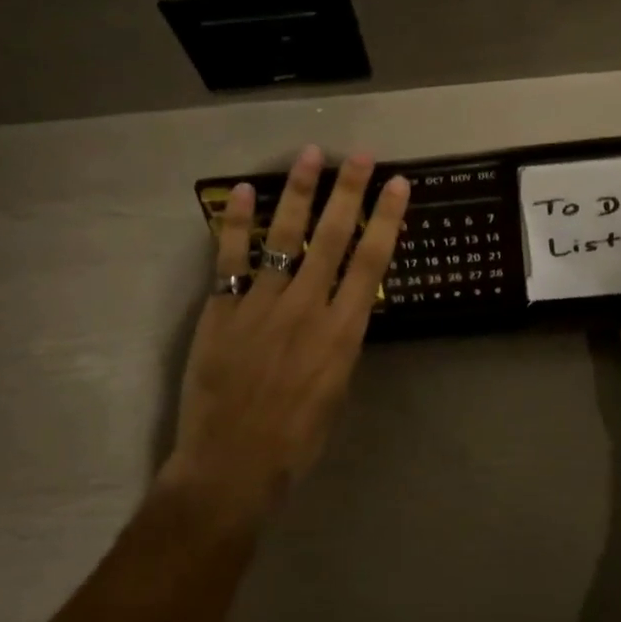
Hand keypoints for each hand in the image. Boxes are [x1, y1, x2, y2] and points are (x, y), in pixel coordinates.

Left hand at [163, 145, 409, 522]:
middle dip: (348, 192)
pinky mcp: (222, 311)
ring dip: (298, 193)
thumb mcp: (337, 393)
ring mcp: (261, 306)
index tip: (398, 185)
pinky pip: (229, 259)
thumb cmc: (295, 441)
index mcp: (341, 333)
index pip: (371, 263)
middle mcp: (305, 309)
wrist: (230, 466)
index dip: (386, 220)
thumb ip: (340, 344)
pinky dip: (236, 223)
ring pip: (283, 237)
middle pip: (331, 238)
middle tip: (359, 155)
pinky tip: (242, 192)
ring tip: (309, 155)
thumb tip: (341, 310)